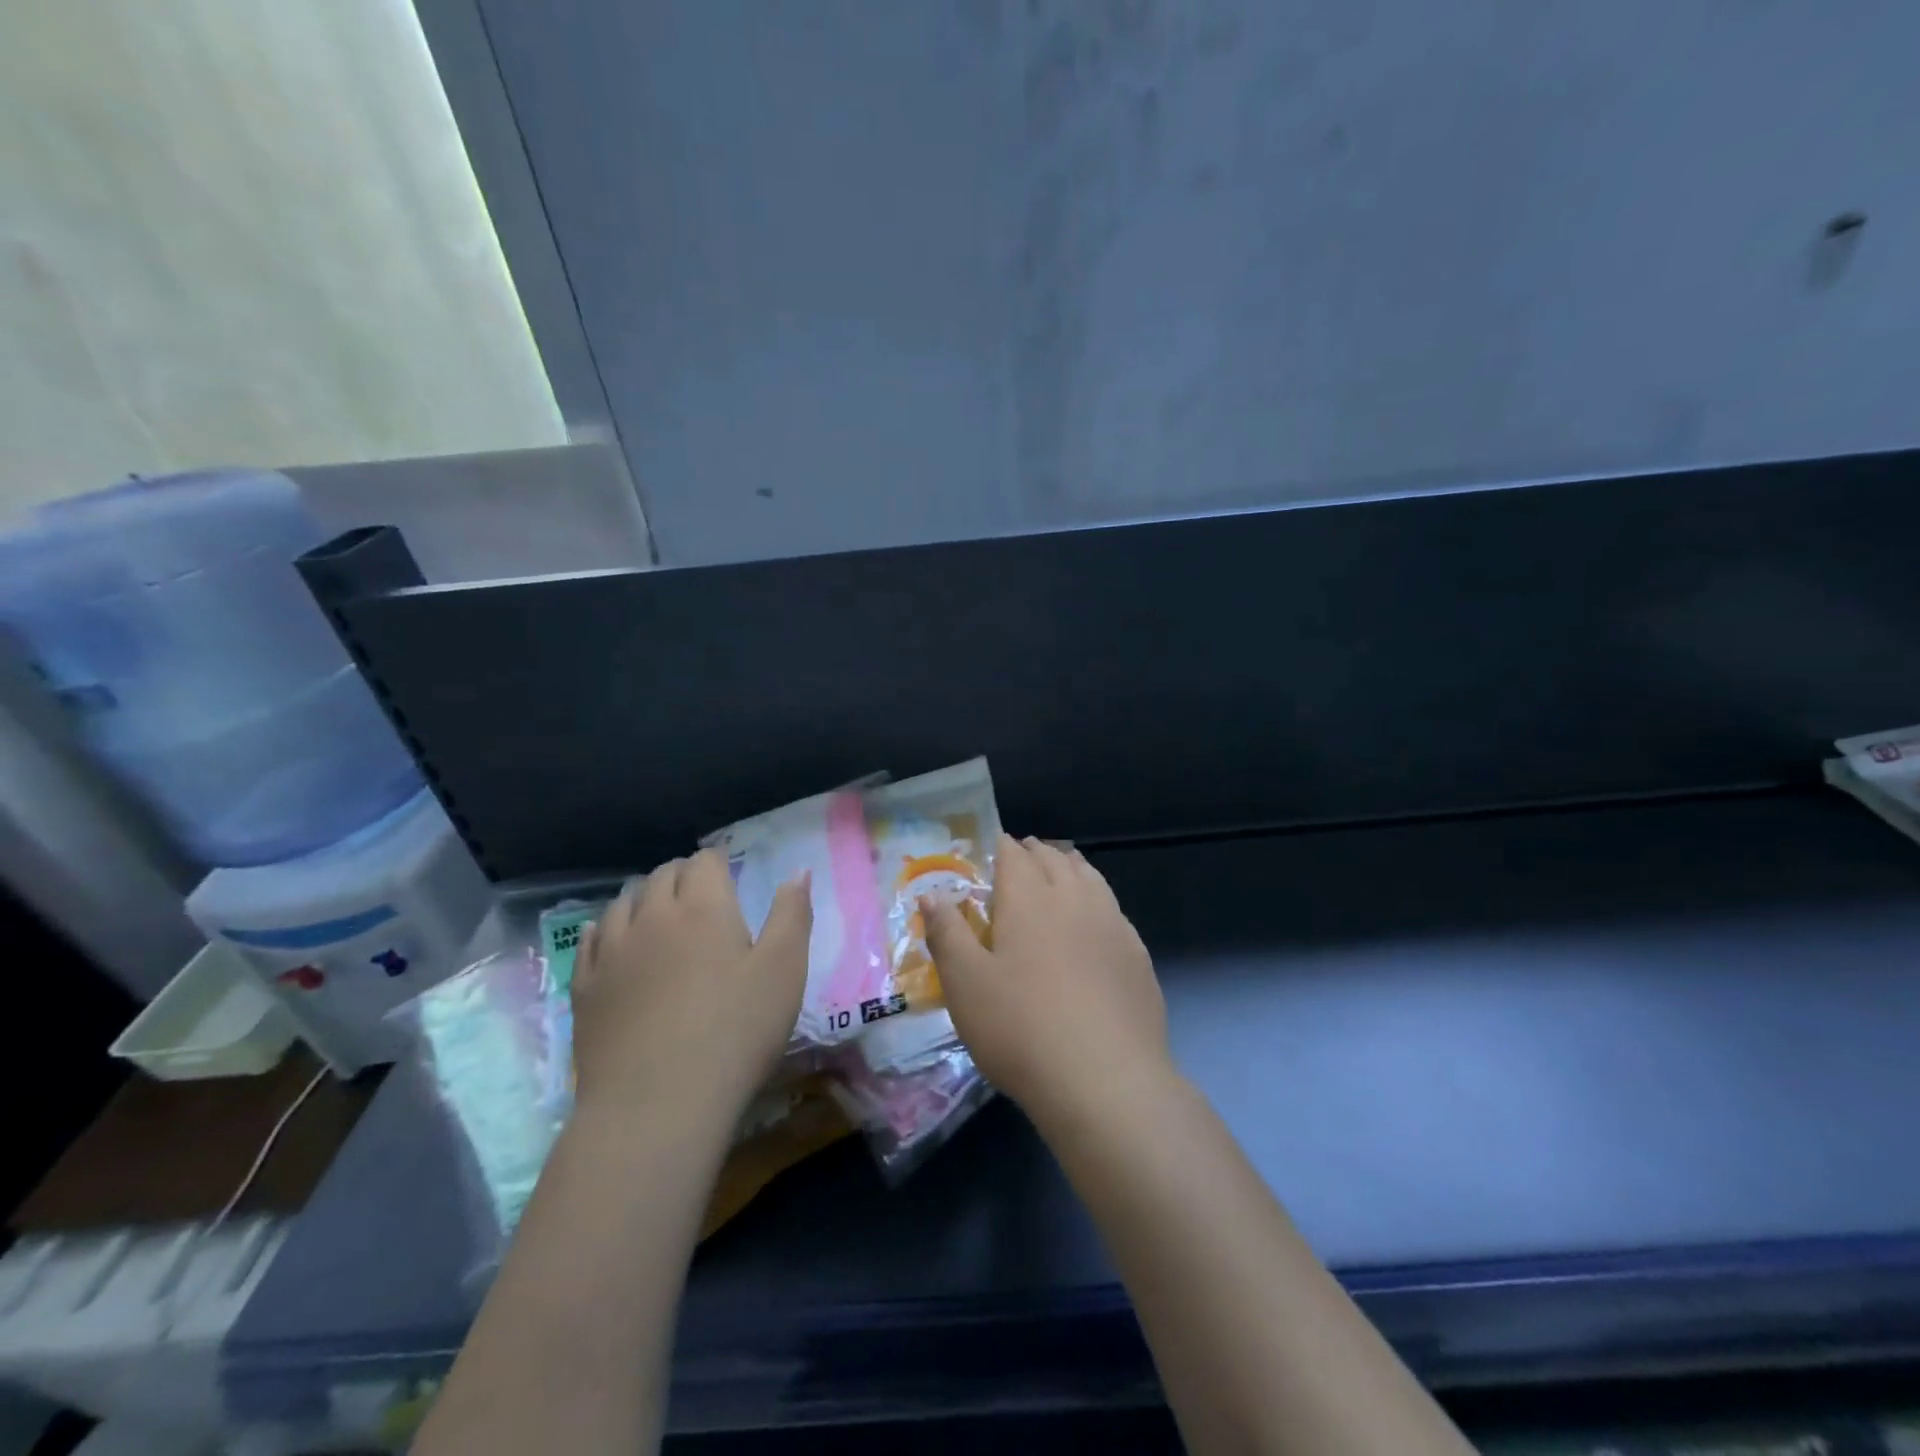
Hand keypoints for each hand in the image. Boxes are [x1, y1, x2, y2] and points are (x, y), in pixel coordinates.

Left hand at [572, 849, 810, 1122]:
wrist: (658, 1104)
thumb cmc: (735, 1031)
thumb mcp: (784, 970)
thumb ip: (793, 914)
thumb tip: (797, 871)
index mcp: (703, 906)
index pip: (704, 861)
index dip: (718, 864)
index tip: (729, 879)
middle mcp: (652, 915)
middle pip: (662, 875)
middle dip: (683, 876)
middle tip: (701, 897)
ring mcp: (612, 951)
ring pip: (623, 902)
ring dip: (644, 898)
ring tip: (659, 915)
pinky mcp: (586, 988)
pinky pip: (590, 940)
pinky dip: (605, 928)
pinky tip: (612, 939)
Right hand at [922, 834, 1171, 1124]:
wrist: (1106, 1081)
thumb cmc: (1021, 1027)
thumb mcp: (965, 984)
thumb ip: (947, 933)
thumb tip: (930, 894)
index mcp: (1030, 898)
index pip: (1014, 855)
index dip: (1001, 847)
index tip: (992, 848)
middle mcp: (1074, 899)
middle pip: (1055, 860)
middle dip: (1035, 853)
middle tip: (1021, 857)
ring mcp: (1112, 925)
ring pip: (1090, 879)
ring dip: (1071, 868)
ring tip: (1060, 871)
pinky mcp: (1138, 956)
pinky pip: (1114, 911)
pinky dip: (1098, 901)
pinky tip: (1095, 922)